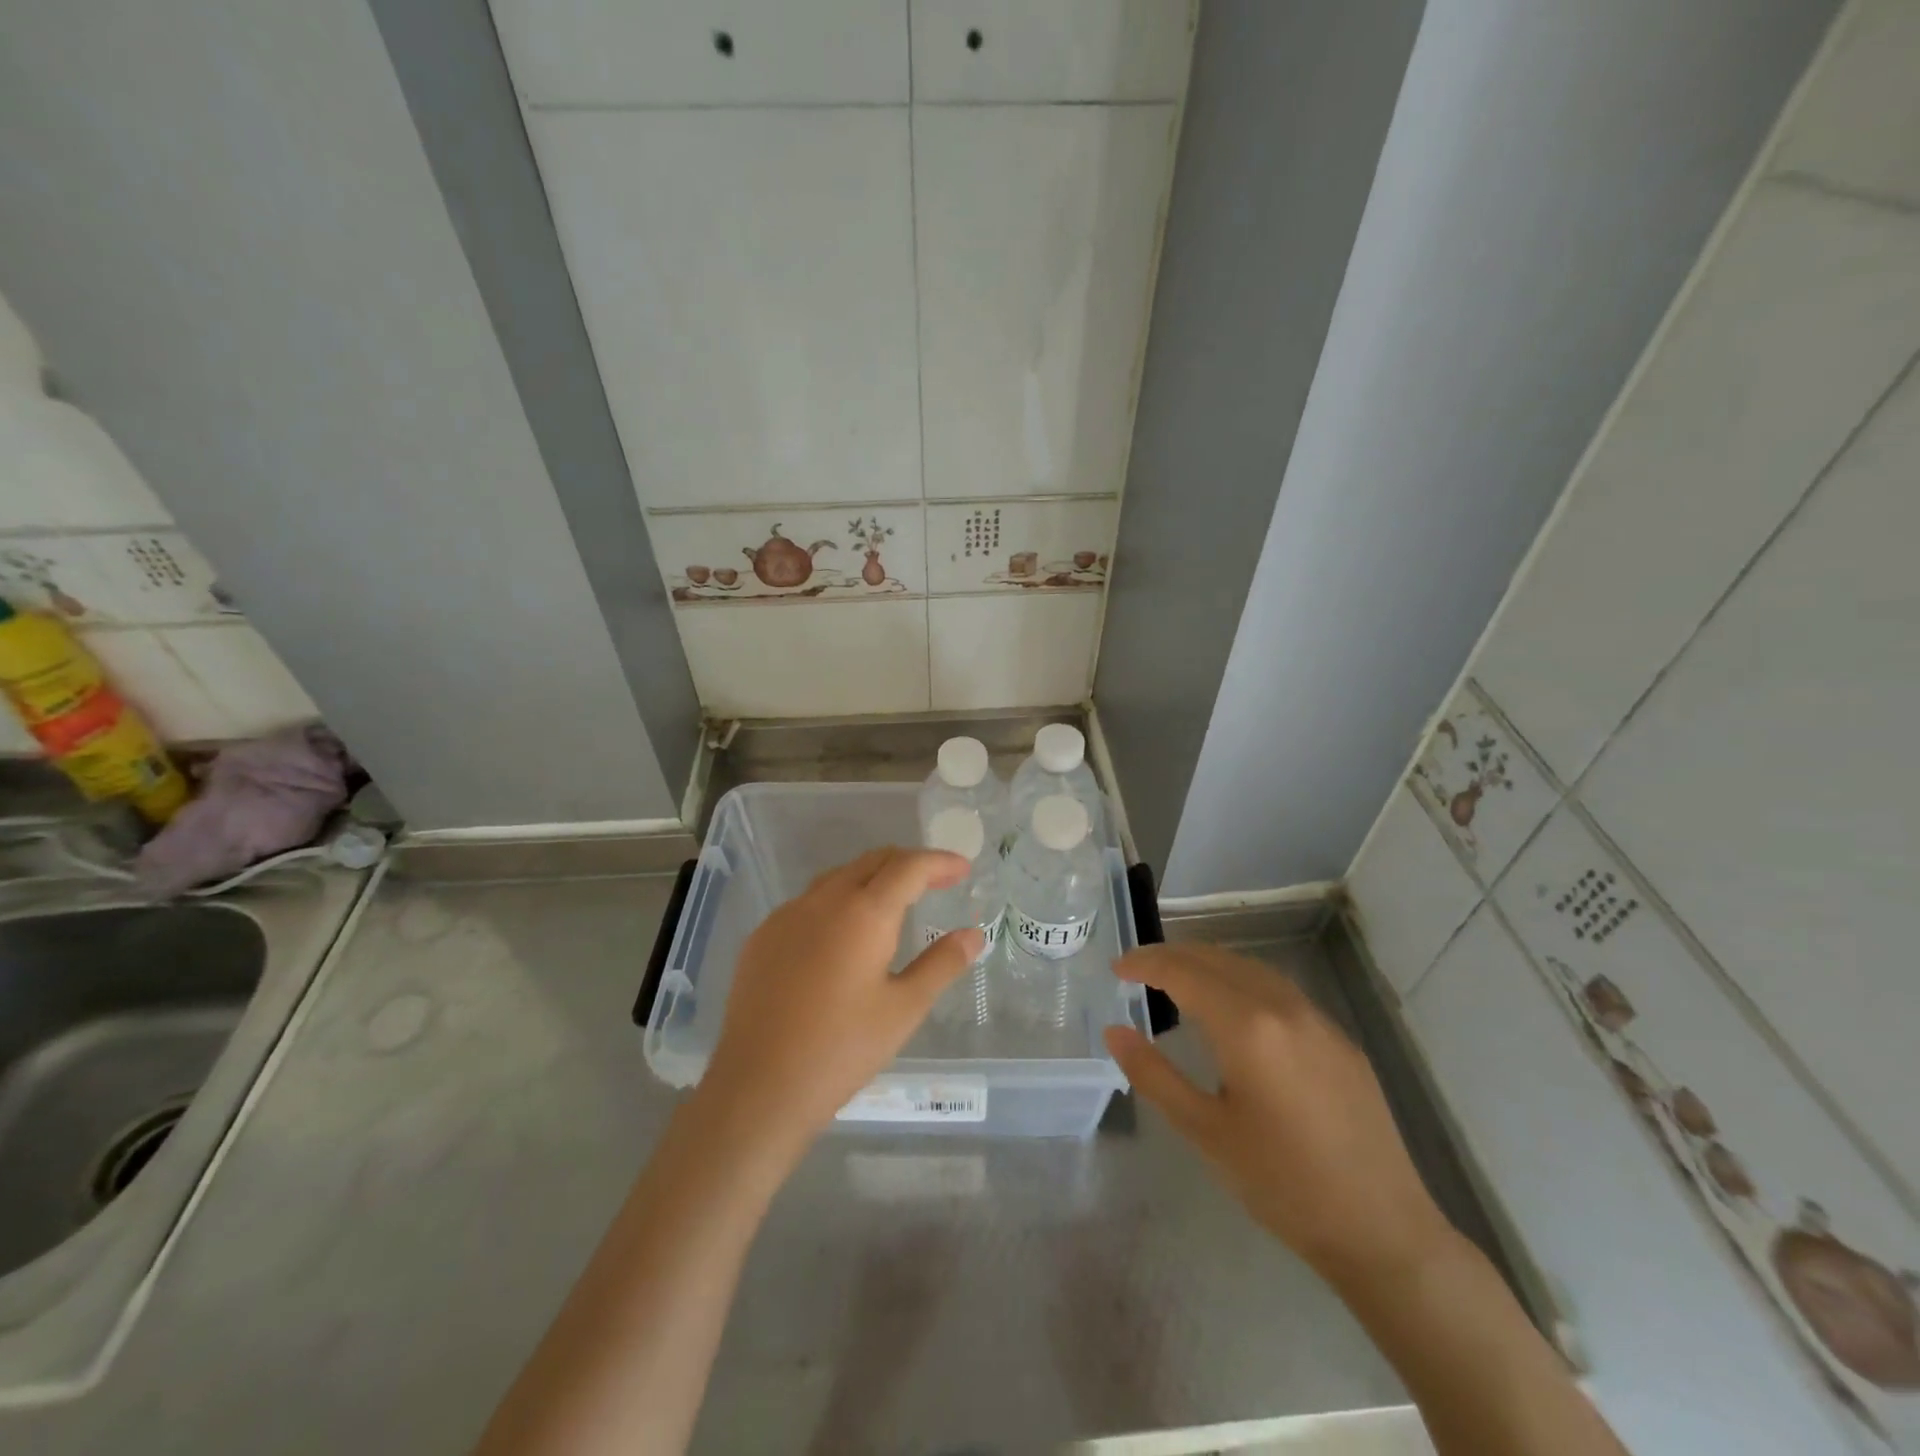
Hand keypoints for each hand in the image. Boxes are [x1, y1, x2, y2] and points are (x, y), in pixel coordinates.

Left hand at [699, 847, 978, 1154]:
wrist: (758, 1087)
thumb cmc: (841, 1049)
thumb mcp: (904, 1009)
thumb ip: (941, 964)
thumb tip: (973, 934)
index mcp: (864, 912)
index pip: (909, 867)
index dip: (940, 862)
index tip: (963, 868)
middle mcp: (823, 900)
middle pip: (873, 861)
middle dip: (908, 864)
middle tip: (937, 882)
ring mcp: (787, 915)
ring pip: (838, 877)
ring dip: (872, 878)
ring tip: (895, 902)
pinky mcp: (763, 936)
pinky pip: (809, 902)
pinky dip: (838, 901)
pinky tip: (843, 934)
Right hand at [1104, 944, 1453, 1286]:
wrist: (1383, 1230)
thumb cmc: (1282, 1184)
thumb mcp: (1205, 1131)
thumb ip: (1153, 1074)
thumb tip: (1115, 1031)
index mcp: (1246, 1025)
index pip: (1182, 972)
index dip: (1144, 963)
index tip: (1116, 968)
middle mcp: (1282, 1006)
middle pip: (1216, 959)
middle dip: (1172, 956)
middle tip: (1137, 970)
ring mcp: (1317, 1019)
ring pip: (1250, 968)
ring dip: (1207, 964)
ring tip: (1176, 981)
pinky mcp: (1339, 1039)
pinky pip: (1278, 990)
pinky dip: (1240, 982)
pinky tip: (1233, 1010)